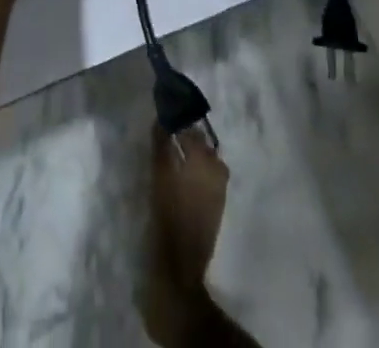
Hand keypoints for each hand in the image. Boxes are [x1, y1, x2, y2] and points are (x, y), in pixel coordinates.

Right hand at [141, 125, 229, 344]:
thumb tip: (161, 117)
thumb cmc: (168, 218)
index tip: (164, 108)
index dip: (177, 115)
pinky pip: (207, 176)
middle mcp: (217, 171)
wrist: (180, 269)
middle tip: (165, 128)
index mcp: (205, 160)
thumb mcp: (159, 176)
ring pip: (205, 159)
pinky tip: (179, 173)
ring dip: (190, 151)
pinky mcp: (215, 207)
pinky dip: (194, 169)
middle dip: (186, 133)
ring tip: (170, 150)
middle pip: (201, 141)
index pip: (191, 126)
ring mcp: (218, 190)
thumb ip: (162, 144)